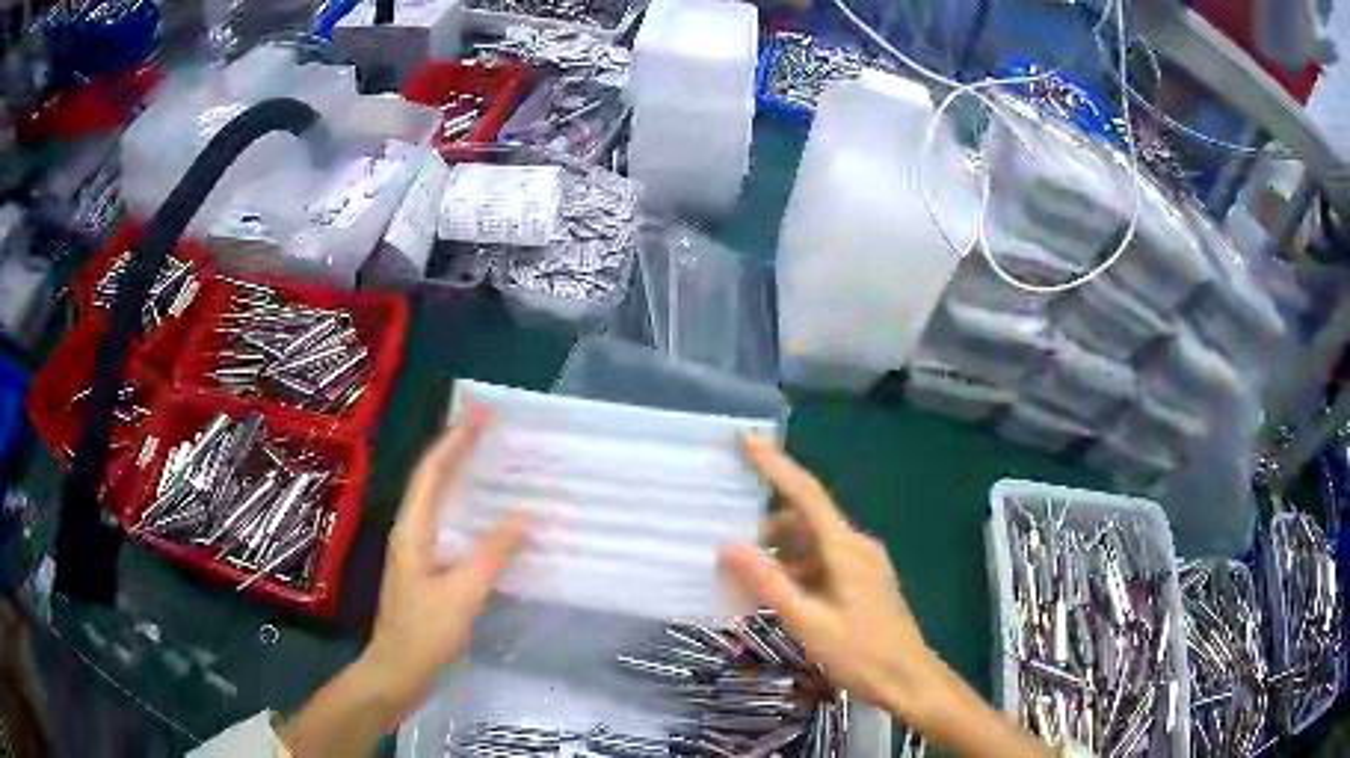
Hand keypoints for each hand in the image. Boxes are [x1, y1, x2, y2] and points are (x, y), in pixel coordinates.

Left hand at [359, 412, 525, 726]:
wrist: (397, 671)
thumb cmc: (423, 633)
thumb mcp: (462, 595)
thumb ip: (491, 555)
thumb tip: (523, 517)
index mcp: (412, 531)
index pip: (432, 473)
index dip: (454, 441)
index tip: (480, 415)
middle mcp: (411, 533)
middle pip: (434, 481)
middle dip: (459, 450)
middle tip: (490, 428)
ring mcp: (418, 553)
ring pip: (441, 504)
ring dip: (463, 479)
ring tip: (492, 462)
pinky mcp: (428, 572)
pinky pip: (450, 529)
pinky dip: (469, 512)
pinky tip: (489, 521)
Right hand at [719, 435, 946, 730]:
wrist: (908, 679)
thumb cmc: (861, 652)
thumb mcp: (809, 622)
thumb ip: (769, 583)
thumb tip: (728, 547)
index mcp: (845, 548)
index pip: (806, 493)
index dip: (775, 464)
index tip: (745, 438)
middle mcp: (855, 545)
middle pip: (804, 520)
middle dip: (764, 526)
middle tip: (723, 537)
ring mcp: (861, 563)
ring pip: (811, 545)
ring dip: (777, 554)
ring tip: (740, 575)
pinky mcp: (862, 580)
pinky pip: (821, 563)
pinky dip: (794, 571)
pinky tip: (772, 593)